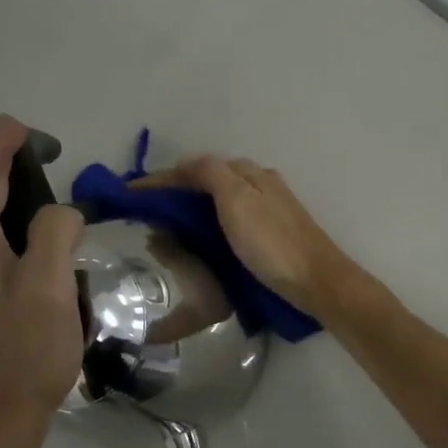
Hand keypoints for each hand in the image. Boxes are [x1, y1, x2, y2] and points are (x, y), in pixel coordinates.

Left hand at [0, 117, 85, 447]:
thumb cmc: (25, 348)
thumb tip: (60, 213)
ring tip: (40, 190)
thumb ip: (55, 230)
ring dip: (3, 197)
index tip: (21, 126)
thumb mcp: (50, 283)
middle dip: (1, 166)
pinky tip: (31, 241)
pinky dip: (4, 227)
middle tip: (39, 152)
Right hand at [140, 156, 359, 318]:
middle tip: (145, 212)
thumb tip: (185, 165)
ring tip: (164, 228)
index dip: (163, 178)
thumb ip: (210, 174)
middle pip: (209, 180)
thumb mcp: (237, 199)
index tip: (131, 193)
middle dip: (176, 191)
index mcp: (249, 174)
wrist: (316, 282)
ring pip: (219, 200)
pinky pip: (229, 220)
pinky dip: (208, 224)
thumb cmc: (272, 242)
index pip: (197, 166)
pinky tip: (200, 241)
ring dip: (191, 208)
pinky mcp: (271, 235)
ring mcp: (267, 210)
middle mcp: (259, 185)